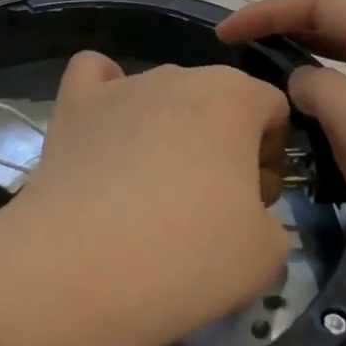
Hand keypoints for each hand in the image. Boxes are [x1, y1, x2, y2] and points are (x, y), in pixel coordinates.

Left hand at [0, 53, 292, 345]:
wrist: (78, 270)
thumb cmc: (186, 257)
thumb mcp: (267, 254)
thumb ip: (272, 218)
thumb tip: (243, 212)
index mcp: (235, 96)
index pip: (272, 108)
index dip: (271, 155)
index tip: (255, 202)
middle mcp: (178, 75)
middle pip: (216, 99)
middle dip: (222, 142)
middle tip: (207, 206)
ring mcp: (121, 86)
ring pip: (161, 94)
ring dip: (168, 129)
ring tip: (148, 190)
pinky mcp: (73, 105)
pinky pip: (95, 76)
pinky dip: (105, 94)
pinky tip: (106, 129)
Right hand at [217, 0, 345, 268]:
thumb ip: (316, 87)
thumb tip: (300, 81)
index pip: (321, 2)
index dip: (268, 11)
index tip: (226, 33)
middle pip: (334, 19)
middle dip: (282, 24)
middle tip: (236, 45)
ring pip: (344, 51)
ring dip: (300, 51)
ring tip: (259, 64)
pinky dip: (321, 81)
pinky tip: (301, 102)